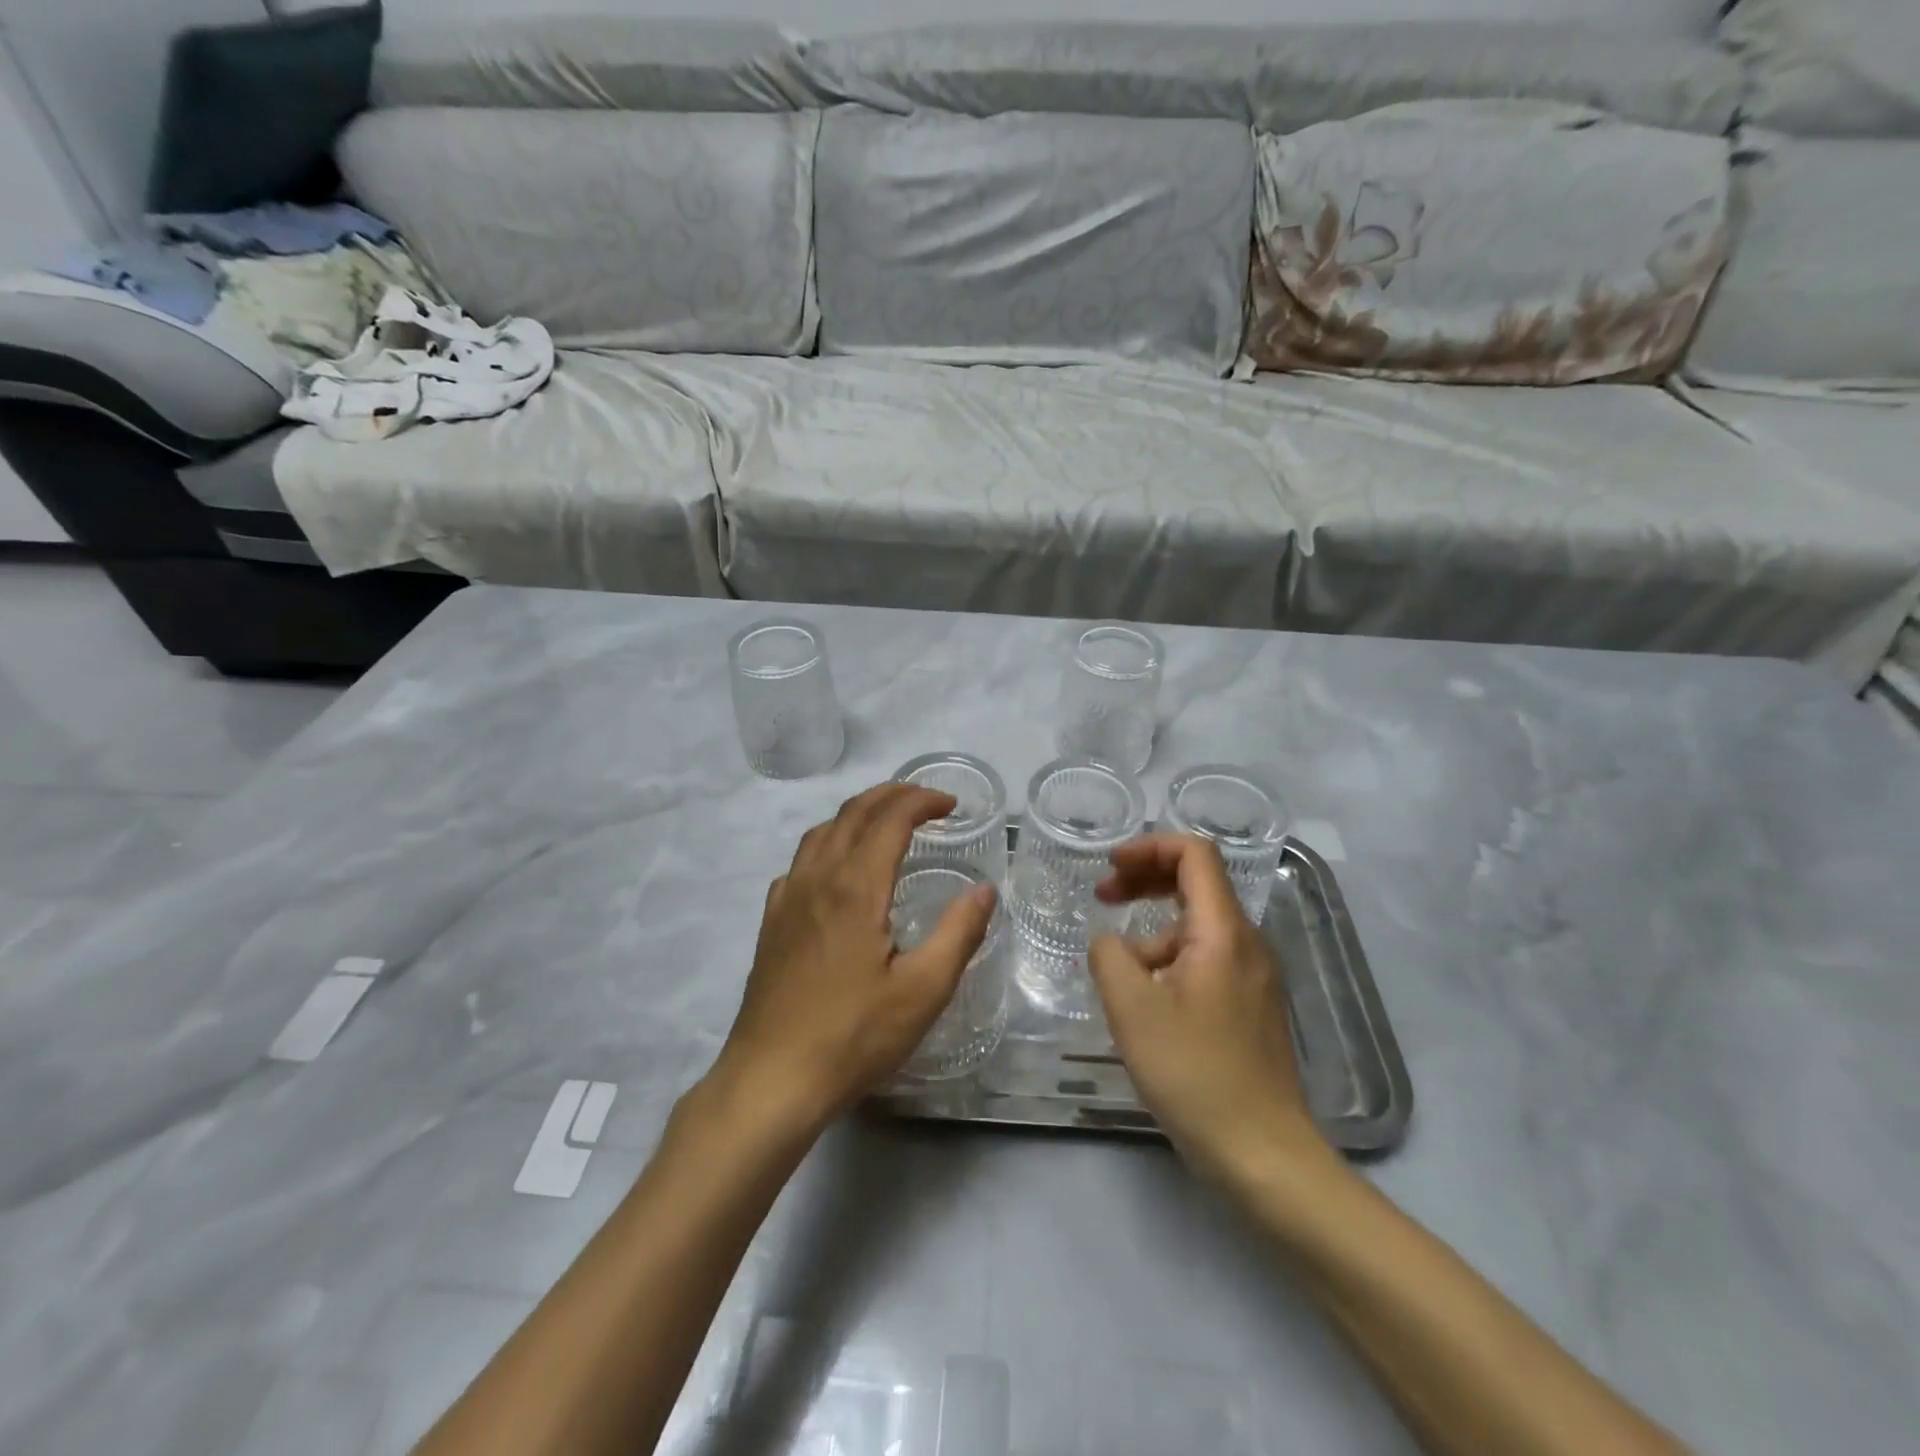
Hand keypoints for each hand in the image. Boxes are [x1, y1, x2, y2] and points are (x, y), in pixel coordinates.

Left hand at [709, 782, 997, 1138]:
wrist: (772, 1079)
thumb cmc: (854, 1036)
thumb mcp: (923, 991)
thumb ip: (959, 933)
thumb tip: (985, 889)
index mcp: (856, 886)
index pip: (890, 819)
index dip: (922, 801)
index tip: (951, 804)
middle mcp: (818, 878)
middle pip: (853, 813)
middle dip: (892, 795)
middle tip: (925, 800)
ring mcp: (788, 898)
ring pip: (822, 831)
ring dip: (858, 813)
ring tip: (886, 822)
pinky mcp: (772, 921)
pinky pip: (800, 861)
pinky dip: (828, 843)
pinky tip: (838, 870)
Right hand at [1089, 835, 1330, 1184]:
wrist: (1263, 1154)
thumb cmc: (1194, 1074)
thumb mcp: (1132, 1009)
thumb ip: (1109, 956)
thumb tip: (1110, 943)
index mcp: (1223, 932)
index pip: (1194, 854)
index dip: (1148, 847)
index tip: (1109, 868)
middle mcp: (1247, 943)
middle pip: (1197, 883)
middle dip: (1145, 879)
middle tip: (1104, 896)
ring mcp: (1254, 975)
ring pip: (1198, 926)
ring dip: (1152, 929)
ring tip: (1117, 972)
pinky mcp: (1251, 1005)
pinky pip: (1207, 959)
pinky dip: (1170, 960)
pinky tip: (1146, 1000)